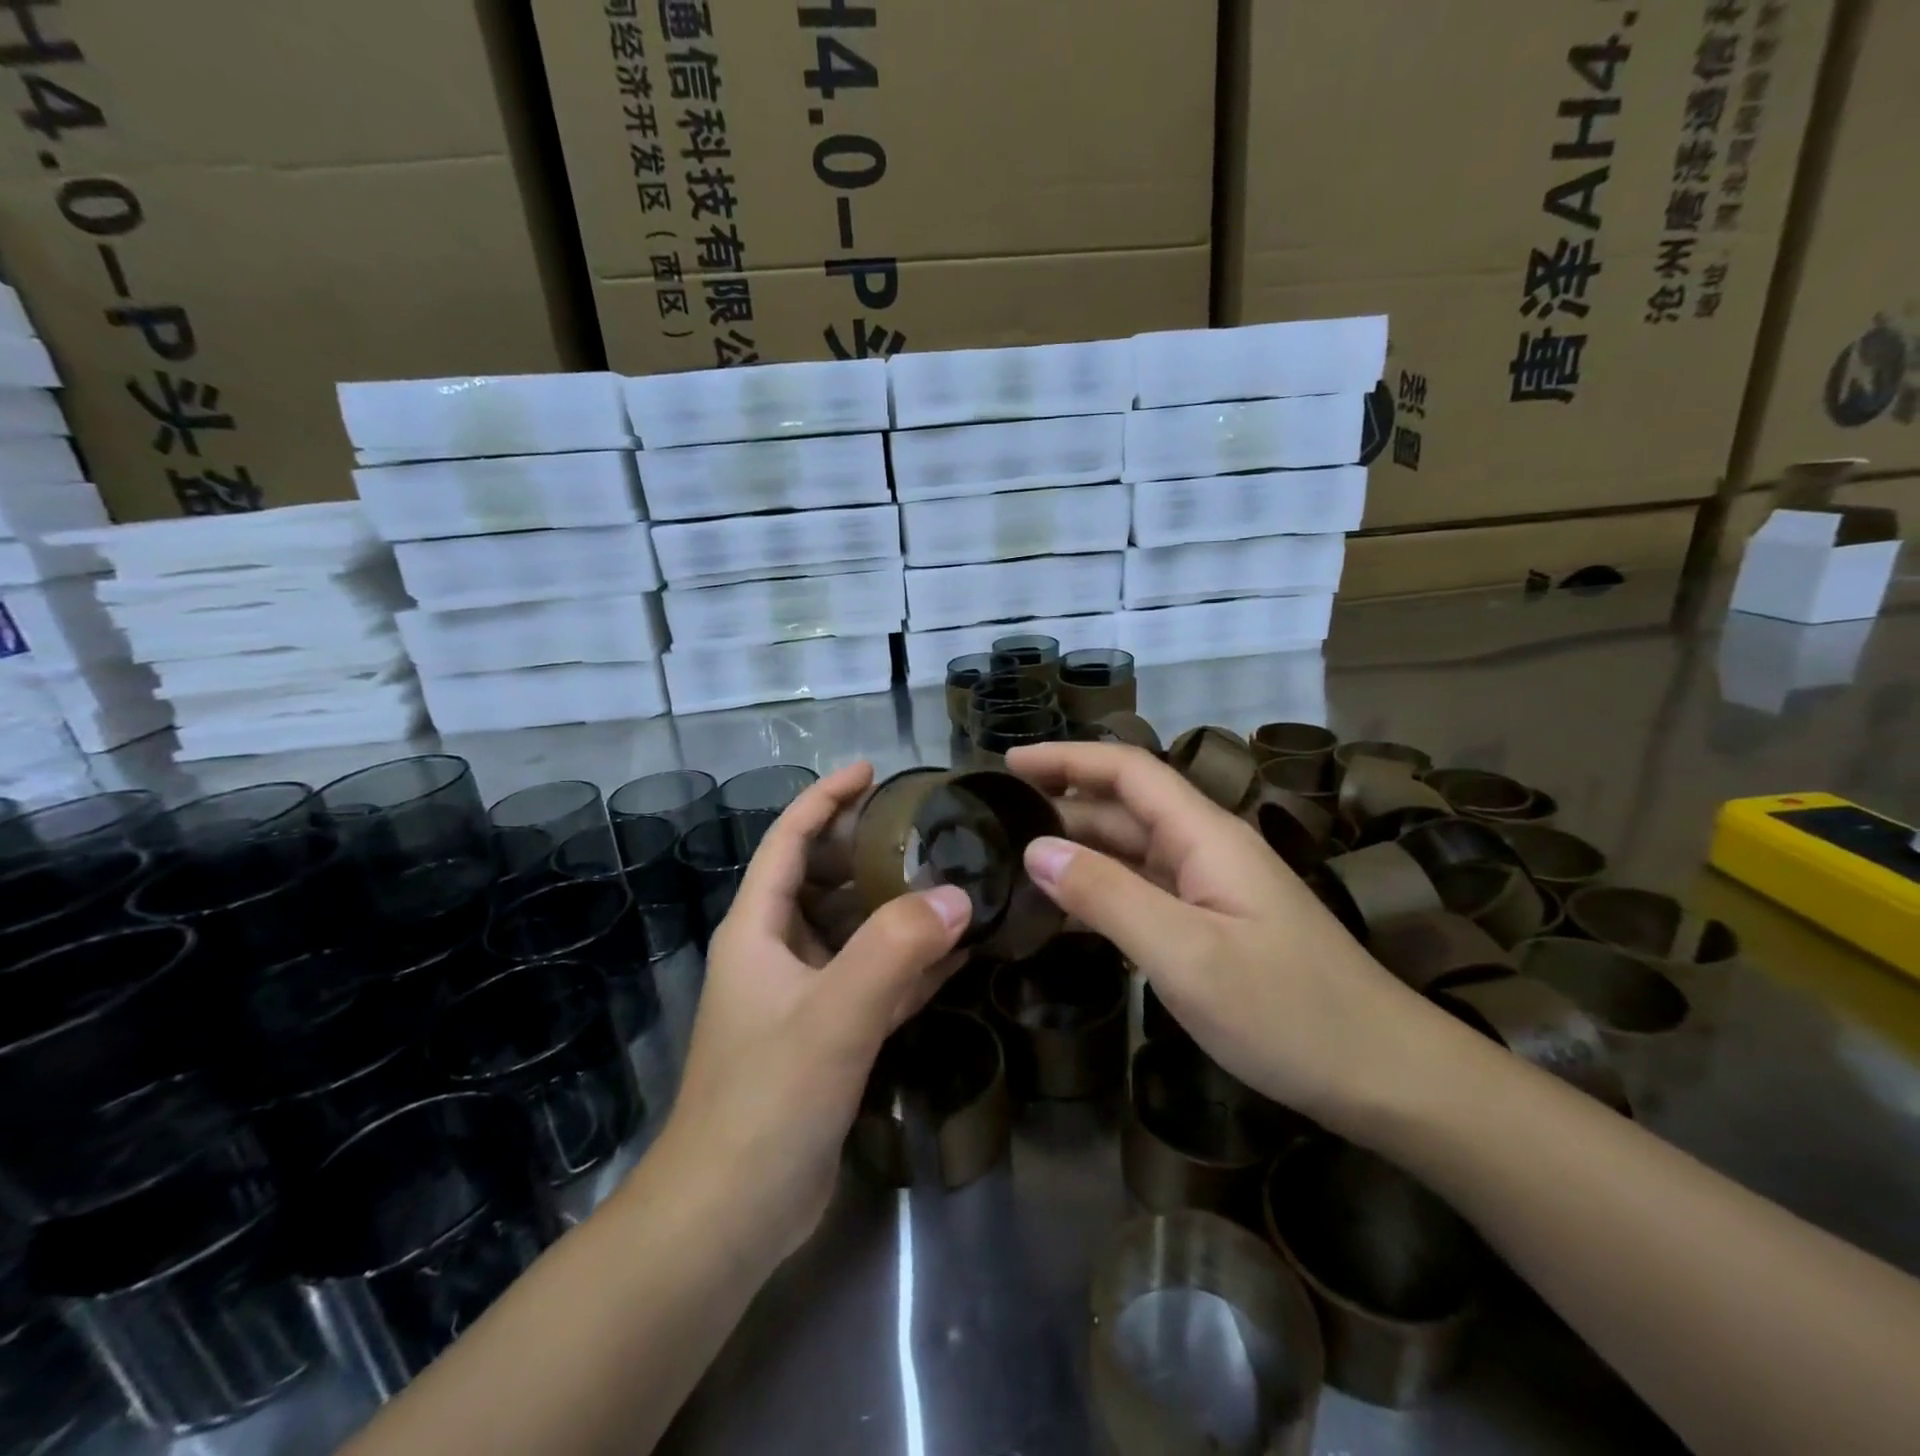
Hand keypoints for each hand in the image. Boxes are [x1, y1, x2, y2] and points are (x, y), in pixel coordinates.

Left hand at [652, 763, 970, 1260]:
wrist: (729, 1217)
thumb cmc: (765, 1101)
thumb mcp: (832, 1016)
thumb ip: (893, 951)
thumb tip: (957, 896)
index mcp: (757, 931)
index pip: (788, 842)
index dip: (825, 799)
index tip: (871, 771)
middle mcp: (776, 953)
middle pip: (823, 881)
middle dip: (870, 851)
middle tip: (930, 831)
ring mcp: (801, 997)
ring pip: (853, 933)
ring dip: (897, 910)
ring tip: (953, 883)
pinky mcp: (826, 1037)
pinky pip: (873, 982)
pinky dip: (909, 964)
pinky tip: (956, 955)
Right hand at [1005, 742, 1436, 1129]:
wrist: (1386, 1079)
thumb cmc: (1287, 1012)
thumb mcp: (1185, 955)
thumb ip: (1107, 896)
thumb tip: (1035, 849)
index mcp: (1206, 835)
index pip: (1128, 771)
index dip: (1067, 757)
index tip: (1009, 762)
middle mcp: (1207, 850)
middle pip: (1125, 808)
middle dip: (1062, 804)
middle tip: (995, 823)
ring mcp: (1212, 889)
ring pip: (1132, 852)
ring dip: (1077, 850)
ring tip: (1014, 864)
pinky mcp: (1213, 926)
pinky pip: (1144, 893)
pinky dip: (1100, 892)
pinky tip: (1063, 914)